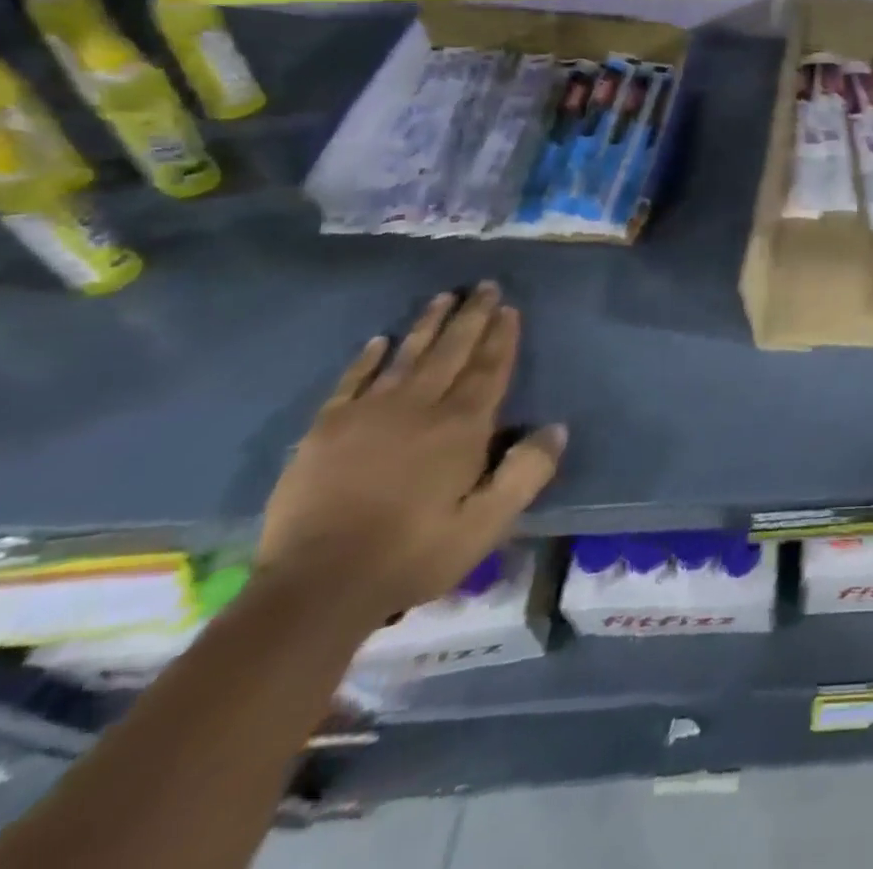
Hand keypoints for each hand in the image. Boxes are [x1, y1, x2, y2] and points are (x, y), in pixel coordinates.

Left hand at [256, 283, 566, 624]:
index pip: (488, 370)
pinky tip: (379, 340)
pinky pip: (353, 381)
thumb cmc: (413, 554)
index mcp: (461, 428)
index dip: (501, 337)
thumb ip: (525, 473)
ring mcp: (368, 414)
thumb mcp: (487, 524)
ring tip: (444, 297)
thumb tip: (557, 428)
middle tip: (484, 285)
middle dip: (472, 316)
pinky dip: (368, 358)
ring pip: (407, 355)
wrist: (315, 587)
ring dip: (428, 324)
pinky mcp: (326, 429)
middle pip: (452, 351)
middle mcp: (419, 407)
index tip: (509, 308)